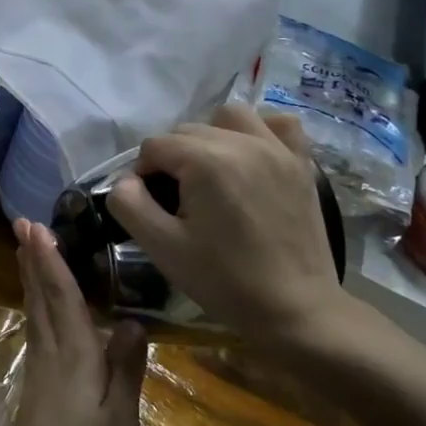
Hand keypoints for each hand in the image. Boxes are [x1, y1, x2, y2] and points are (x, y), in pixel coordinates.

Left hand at [0, 219, 147, 425]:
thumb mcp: (120, 420)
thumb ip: (126, 368)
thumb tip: (131, 320)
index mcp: (73, 357)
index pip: (61, 297)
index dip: (50, 260)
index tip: (36, 227)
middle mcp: (50, 356)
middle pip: (40, 298)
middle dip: (32, 260)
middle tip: (22, 225)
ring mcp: (38, 373)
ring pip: (33, 314)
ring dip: (30, 280)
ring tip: (26, 254)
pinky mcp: (35, 389)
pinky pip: (35, 332)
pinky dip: (35, 308)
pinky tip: (39, 311)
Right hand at [106, 105, 353, 353]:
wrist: (295, 309)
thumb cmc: (224, 280)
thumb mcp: (162, 247)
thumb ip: (129, 205)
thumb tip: (125, 181)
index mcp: (206, 161)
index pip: (154, 146)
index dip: (142, 175)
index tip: (149, 208)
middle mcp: (242, 142)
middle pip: (187, 130)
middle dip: (172, 159)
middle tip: (176, 202)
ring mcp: (277, 149)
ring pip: (229, 117)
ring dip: (210, 137)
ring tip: (210, 174)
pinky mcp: (301, 163)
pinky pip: (278, 124)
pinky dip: (259, 132)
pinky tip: (250, 158)